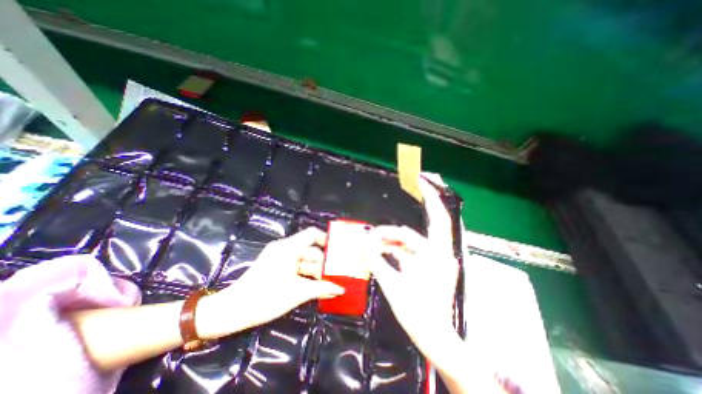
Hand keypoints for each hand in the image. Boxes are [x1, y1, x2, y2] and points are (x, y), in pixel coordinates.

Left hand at [198, 228, 343, 338]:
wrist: (233, 310)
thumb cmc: (266, 297)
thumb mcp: (297, 292)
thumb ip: (322, 288)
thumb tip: (341, 289)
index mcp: (289, 247)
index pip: (312, 234)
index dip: (326, 239)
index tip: (338, 250)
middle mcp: (285, 248)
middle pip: (310, 249)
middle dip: (323, 262)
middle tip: (336, 273)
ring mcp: (279, 257)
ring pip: (304, 260)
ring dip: (316, 271)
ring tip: (329, 282)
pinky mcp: (276, 266)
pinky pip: (296, 267)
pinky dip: (306, 274)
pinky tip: (316, 285)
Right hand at [368, 177, 461, 361]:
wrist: (433, 337)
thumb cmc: (416, 313)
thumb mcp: (392, 284)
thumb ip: (375, 259)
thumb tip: (361, 242)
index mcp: (435, 255)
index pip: (428, 222)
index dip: (426, 199)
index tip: (419, 180)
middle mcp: (439, 252)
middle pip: (436, 219)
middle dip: (428, 199)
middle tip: (419, 182)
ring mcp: (435, 257)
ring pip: (413, 237)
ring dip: (393, 237)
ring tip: (373, 241)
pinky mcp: (428, 263)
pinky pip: (410, 249)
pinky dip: (396, 247)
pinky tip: (381, 249)